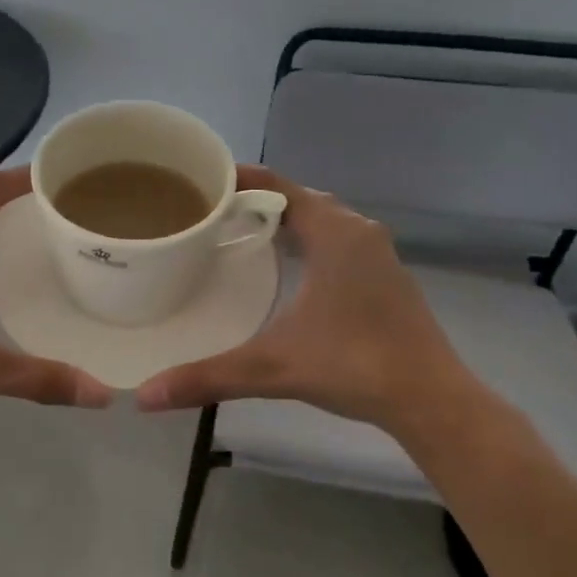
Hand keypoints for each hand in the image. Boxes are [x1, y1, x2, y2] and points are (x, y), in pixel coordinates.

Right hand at [133, 166, 468, 432]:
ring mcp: (379, 256)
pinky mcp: (388, 279)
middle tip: (213, 213)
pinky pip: (340, 243)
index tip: (203, 180)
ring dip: (288, 222)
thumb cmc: (353, 366)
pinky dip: (310, 242)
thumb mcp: (272, 368)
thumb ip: (208, 377)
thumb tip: (146, 397)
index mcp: (335, 234)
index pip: (280, 185)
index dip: (242, 178)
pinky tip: (289, 270)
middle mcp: (359, 233)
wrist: (430, 398)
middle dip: (259, 201)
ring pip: (325, 222)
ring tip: (241, 236)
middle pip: (302, 199)